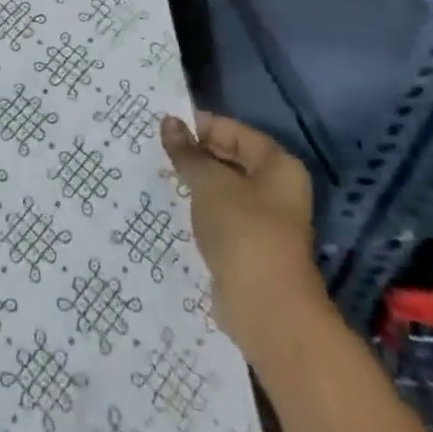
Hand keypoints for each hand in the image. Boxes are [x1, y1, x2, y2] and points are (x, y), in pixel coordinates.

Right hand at [160, 112, 325, 363]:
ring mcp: (265, 219)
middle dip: (194, 154)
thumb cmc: (242, 231)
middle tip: (155, 151)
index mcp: (277, 164)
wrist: (266, 309)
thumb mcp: (208, 182)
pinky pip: (219, 215)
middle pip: (229, 157)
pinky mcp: (249, 245)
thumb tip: (168, 122)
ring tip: (158, 175)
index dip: (197, 126)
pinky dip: (199, 209)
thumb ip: (187, 152)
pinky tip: (172, 206)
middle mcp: (277, 187)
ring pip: (222, 188)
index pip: (232, 129)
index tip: (161, 129)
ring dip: (194, 182)